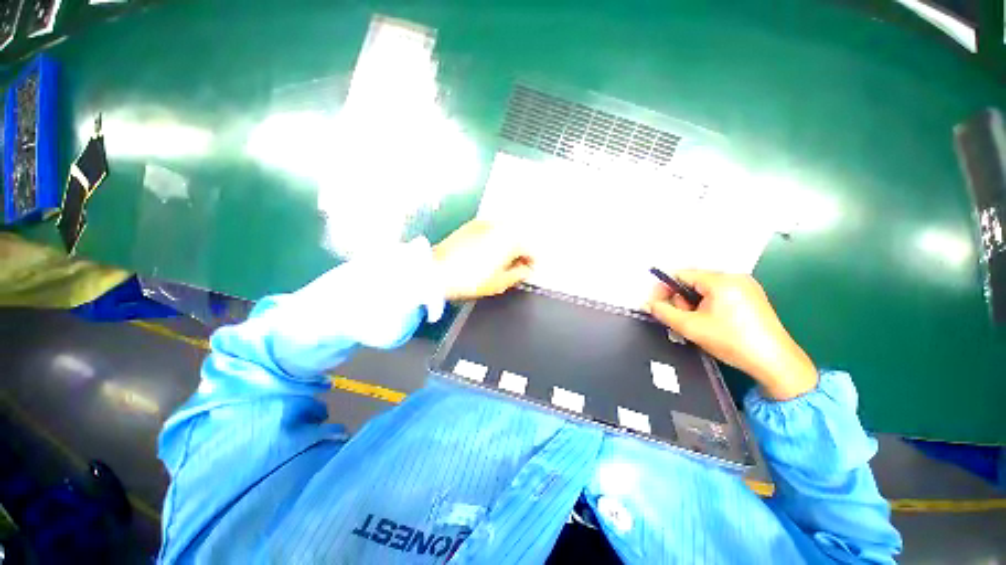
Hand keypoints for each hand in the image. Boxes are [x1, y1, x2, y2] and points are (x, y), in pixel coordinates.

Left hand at [432, 220, 533, 299]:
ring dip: (509, 244)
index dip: (532, 262)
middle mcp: (501, 226)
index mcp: (510, 240)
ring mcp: (485, 223)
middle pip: (519, 237)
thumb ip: (518, 274)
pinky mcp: (472, 224)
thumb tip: (526, 270)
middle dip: (521, 251)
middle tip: (517, 266)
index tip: (529, 271)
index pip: (530, 249)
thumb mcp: (499, 283)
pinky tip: (488, 251)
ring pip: (505, 232)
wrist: (437, 270)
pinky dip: (496, 239)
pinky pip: (492, 230)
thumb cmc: (471, 279)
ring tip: (502, 260)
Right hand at [646, 271, 817, 400]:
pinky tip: (710, 322)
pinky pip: (720, 295)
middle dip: (680, 299)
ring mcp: (746, 287)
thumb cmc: (732, 342)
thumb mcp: (691, 327)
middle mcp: (735, 278)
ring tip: (696, 323)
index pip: (681, 275)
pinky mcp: (752, 297)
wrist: (775, 363)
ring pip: (705, 289)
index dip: (663, 288)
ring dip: (693, 304)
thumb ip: (664, 312)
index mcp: (721, 280)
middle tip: (679, 318)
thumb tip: (649, 304)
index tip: (655, 304)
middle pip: (693, 281)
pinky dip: (708, 305)